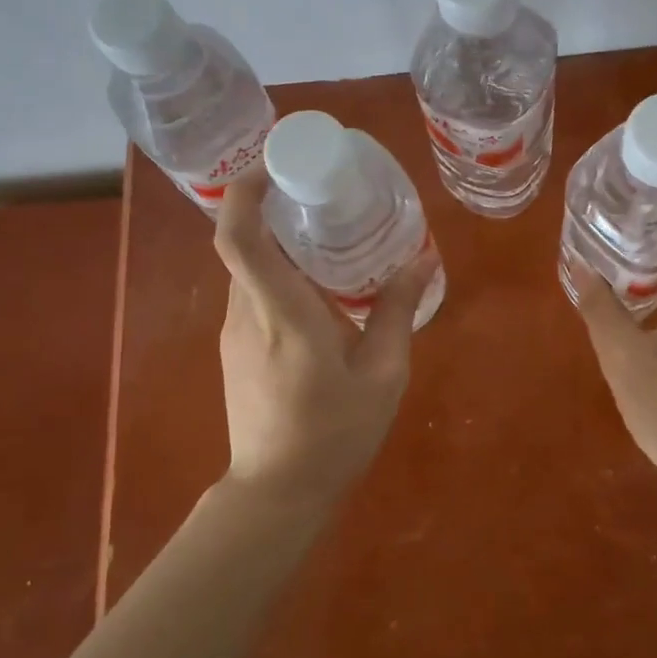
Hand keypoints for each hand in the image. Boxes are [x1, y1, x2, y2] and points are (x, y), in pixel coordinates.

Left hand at [213, 167, 434, 497]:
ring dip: (281, 246)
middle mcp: (246, 314)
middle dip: (277, 210)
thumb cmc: (335, 433)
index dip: (246, 191)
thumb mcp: (383, 374)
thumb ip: (398, 311)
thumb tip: (422, 260)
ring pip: (250, 269)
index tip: (276, 165)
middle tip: (324, 196)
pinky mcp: (234, 349)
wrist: (277, 492)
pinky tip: (319, 293)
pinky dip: (279, 276)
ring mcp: (233, 333)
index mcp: (281, 313)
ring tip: (330, 240)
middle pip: (246, 243)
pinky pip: (253, 294)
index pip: (240, 237)